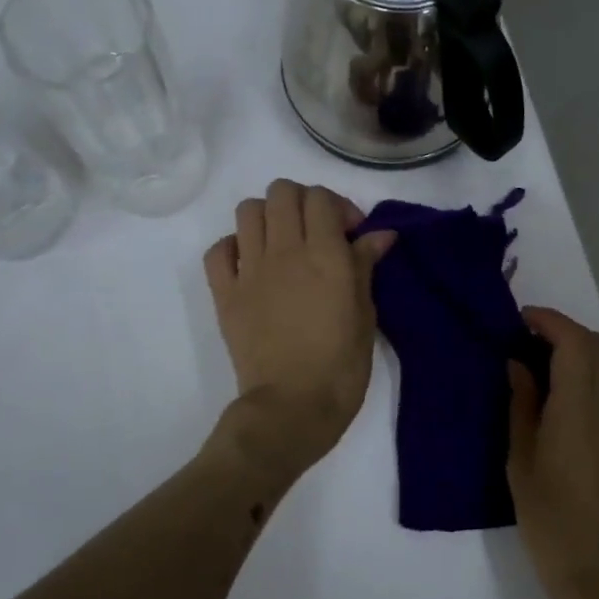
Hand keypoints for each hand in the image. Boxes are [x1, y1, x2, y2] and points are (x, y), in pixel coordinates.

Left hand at [203, 180, 395, 477]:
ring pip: (248, 210)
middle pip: (282, 192)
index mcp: (324, 255)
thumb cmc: (341, 364)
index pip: (321, 198)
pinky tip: (251, 264)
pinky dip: (234, 246)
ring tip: (284, 244)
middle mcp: (284, 251)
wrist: (292, 406)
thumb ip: (366, 266)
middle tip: (318, 232)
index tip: (351, 234)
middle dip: (303, 203)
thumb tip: (380, 234)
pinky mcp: (224, 293)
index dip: (338, 207)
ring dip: (269, 217)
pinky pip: (218, 250)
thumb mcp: (365, 313)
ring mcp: (249, 270)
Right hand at [507, 307, 598, 598]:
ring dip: (582, 350)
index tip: (520, 320)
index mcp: (578, 408)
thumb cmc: (550, 519)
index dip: (549, 321)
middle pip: (597, 346)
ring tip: (545, 364)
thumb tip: (518, 364)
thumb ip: (522, 405)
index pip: (574, 342)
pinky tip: (564, 393)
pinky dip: (592, 372)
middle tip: (527, 340)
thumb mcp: (521, 460)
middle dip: (564, 331)